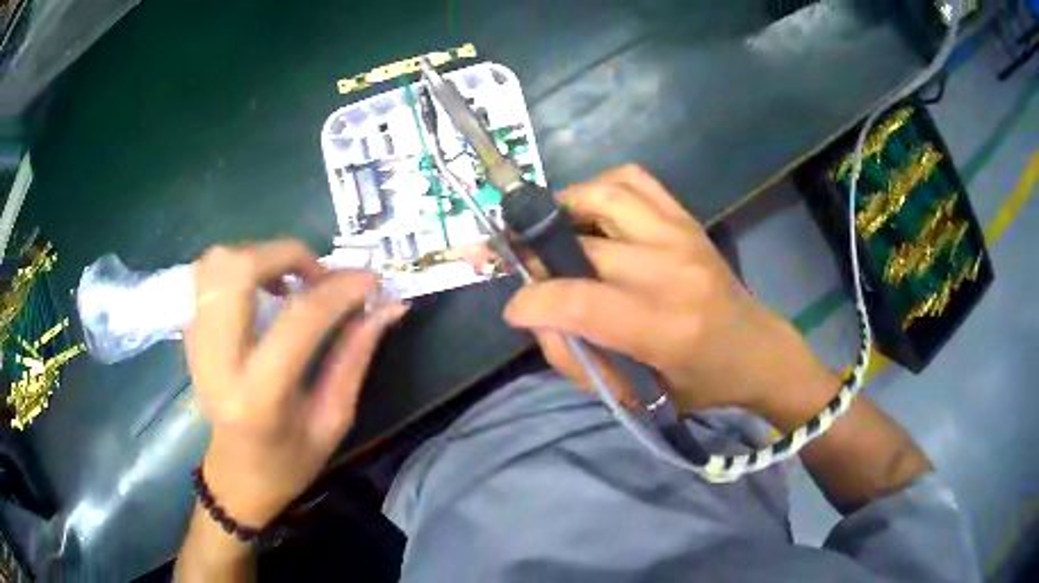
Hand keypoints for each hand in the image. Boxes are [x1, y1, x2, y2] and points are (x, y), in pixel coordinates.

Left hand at [185, 240, 405, 528]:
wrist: (236, 476)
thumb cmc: (290, 461)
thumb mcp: (333, 419)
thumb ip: (355, 356)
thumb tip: (389, 306)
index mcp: (258, 397)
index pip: (298, 320)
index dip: (339, 291)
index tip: (371, 281)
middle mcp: (216, 362)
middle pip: (238, 270)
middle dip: (286, 255)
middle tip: (317, 275)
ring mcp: (195, 344)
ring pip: (216, 264)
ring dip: (259, 257)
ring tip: (286, 281)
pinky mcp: (188, 335)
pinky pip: (204, 275)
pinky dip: (235, 268)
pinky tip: (258, 290)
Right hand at [504, 165, 833, 420]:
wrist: (754, 348)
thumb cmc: (697, 383)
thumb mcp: (634, 397)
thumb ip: (576, 361)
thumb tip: (536, 316)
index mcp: (664, 328)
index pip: (579, 300)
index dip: (532, 301)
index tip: (515, 310)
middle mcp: (672, 270)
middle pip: (582, 244)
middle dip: (536, 255)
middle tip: (525, 270)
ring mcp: (681, 234)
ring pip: (603, 195)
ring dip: (564, 209)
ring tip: (552, 233)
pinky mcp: (686, 217)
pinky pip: (632, 179)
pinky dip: (600, 188)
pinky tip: (591, 213)